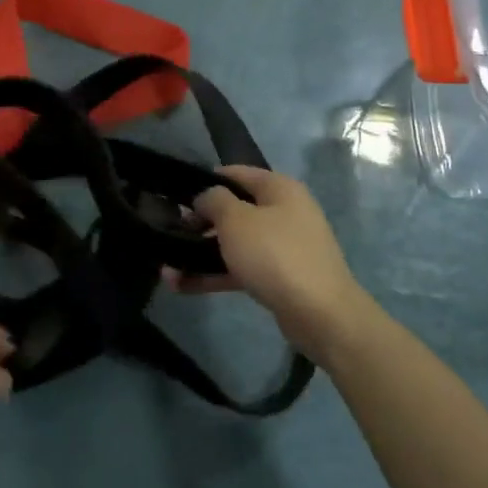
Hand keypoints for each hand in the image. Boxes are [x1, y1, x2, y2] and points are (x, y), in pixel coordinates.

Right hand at [170, 165, 367, 347]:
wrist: (320, 313)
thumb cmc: (275, 255)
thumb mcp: (236, 220)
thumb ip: (213, 200)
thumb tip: (205, 197)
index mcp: (279, 189)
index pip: (235, 173)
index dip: (204, 181)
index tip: (176, 197)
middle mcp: (284, 213)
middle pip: (234, 210)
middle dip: (199, 223)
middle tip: (171, 233)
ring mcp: (283, 247)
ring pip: (235, 244)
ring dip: (201, 255)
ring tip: (167, 270)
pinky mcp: (279, 277)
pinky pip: (241, 269)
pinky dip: (215, 275)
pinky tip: (183, 286)